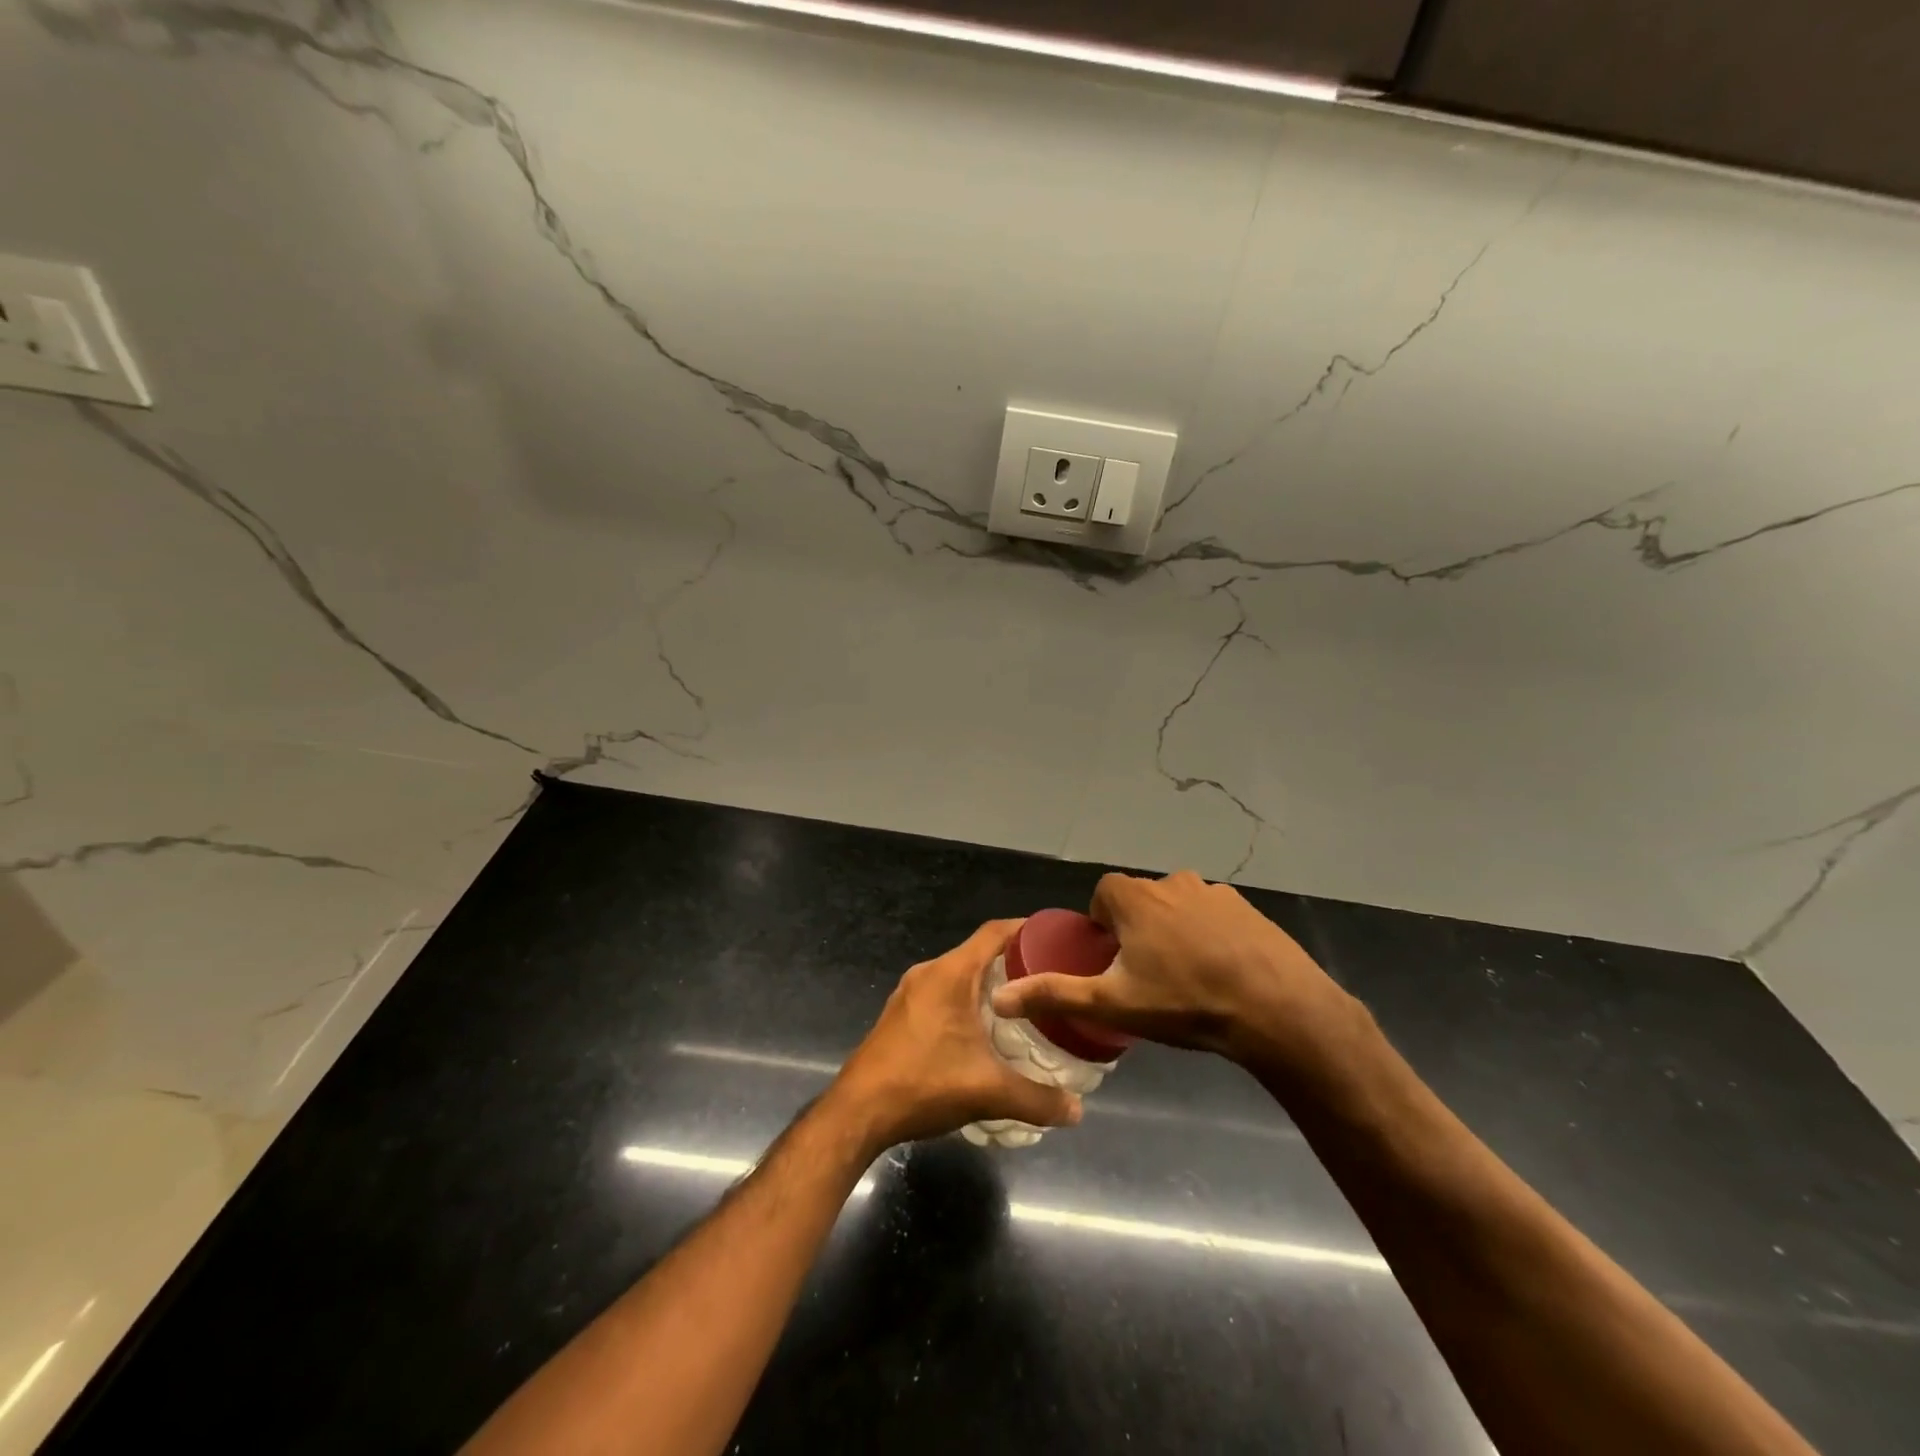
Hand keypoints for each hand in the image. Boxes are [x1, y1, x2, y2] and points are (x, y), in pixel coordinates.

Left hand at [828, 920, 1082, 1155]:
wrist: (858, 1111)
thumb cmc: (924, 1084)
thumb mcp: (988, 1092)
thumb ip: (1037, 1099)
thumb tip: (1077, 1111)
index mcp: (951, 973)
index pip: (995, 932)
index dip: (1026, 930)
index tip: (1056, 939)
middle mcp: (929, 973)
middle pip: (978, 953)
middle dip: (1014, 963)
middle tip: (1048, 981)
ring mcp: (910, 992)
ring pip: (959, 975)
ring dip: (989, 984)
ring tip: (1023, 1006)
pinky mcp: (901, 1014)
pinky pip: (942, 993)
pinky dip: (967, 1000)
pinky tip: (984, 1031)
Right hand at [989, 871, 1360, 1072]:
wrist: (1277, 1008)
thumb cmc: (1184, 1002)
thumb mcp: (1112, 1004)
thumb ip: (1054, 995)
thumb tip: (1000, 998)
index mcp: (1135, 897)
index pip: (1103, 896)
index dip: (1102, 926)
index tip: (1112, 961)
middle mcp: (1171, 882)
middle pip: (1140, 900)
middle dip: (1137, 930)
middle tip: (1146, 976)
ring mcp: (1214, 892)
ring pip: (1178, 906)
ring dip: (1174, 930)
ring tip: (1186, 977)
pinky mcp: (1247, 907)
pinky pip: (1214, 914)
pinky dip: (1210, 934)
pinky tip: (1222, 971)